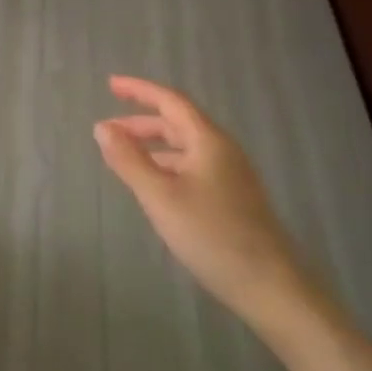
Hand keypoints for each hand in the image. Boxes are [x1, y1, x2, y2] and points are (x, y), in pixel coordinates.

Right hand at [94, 76, 302, 318]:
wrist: (269, 285)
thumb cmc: (211, 235)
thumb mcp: (160, 196)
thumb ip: (129, 160)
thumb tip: (102, 127)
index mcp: (208, 141)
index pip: (170, 101)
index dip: (139, 90)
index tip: (110, 85)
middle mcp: (222, 151)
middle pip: (178, 123)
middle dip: (141, 121)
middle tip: (108, 129)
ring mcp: (230, 175)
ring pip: (185, 148)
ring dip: (152, 145)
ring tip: (123, 157)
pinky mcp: (232, 198)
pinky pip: (192, 167)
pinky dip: (166, 165)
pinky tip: (154, 186)